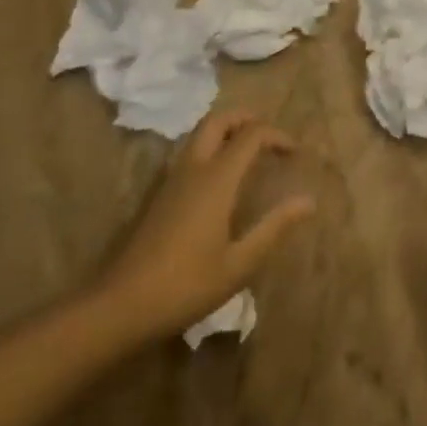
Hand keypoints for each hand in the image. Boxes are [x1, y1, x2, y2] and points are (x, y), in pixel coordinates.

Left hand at [88, 111, 315, 340]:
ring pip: (199, 134)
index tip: (294, 153)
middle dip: (247, 119)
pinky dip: (211, 148)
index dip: (277, 135)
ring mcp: (171, 180)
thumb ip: (274, 227)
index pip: (251, 135)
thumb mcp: (239, 264)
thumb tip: (308, 201)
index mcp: (217, 179)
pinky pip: (189, 153)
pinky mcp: (158, 195)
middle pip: (219, 120)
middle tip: (268, 136)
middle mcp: (194, 168)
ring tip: (248, 152)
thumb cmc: (185, 285)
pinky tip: (220, 179)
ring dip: (226, 131)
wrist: (119, 306)